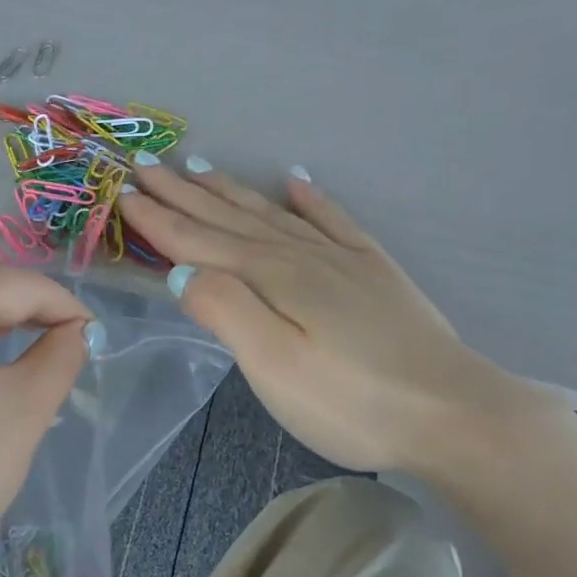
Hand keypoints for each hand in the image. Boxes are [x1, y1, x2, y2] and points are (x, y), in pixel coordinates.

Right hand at [118, 164, 556, 480]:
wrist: (451, 413)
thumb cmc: (351, 402)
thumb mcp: (274, 365)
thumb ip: (226, 311)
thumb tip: (183, 271)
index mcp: (272, 278)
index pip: (199, 241)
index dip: (159, 218)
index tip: (124, 191)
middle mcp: (302, 256)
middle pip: (231, 219)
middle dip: (185, 193)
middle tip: (148, 163)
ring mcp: (343, 261)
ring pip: (274, 215)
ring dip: (233, 192)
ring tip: (203, 167)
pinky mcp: (374, 274)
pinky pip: (334, 222)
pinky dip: (311, 199)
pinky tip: (299, 181)